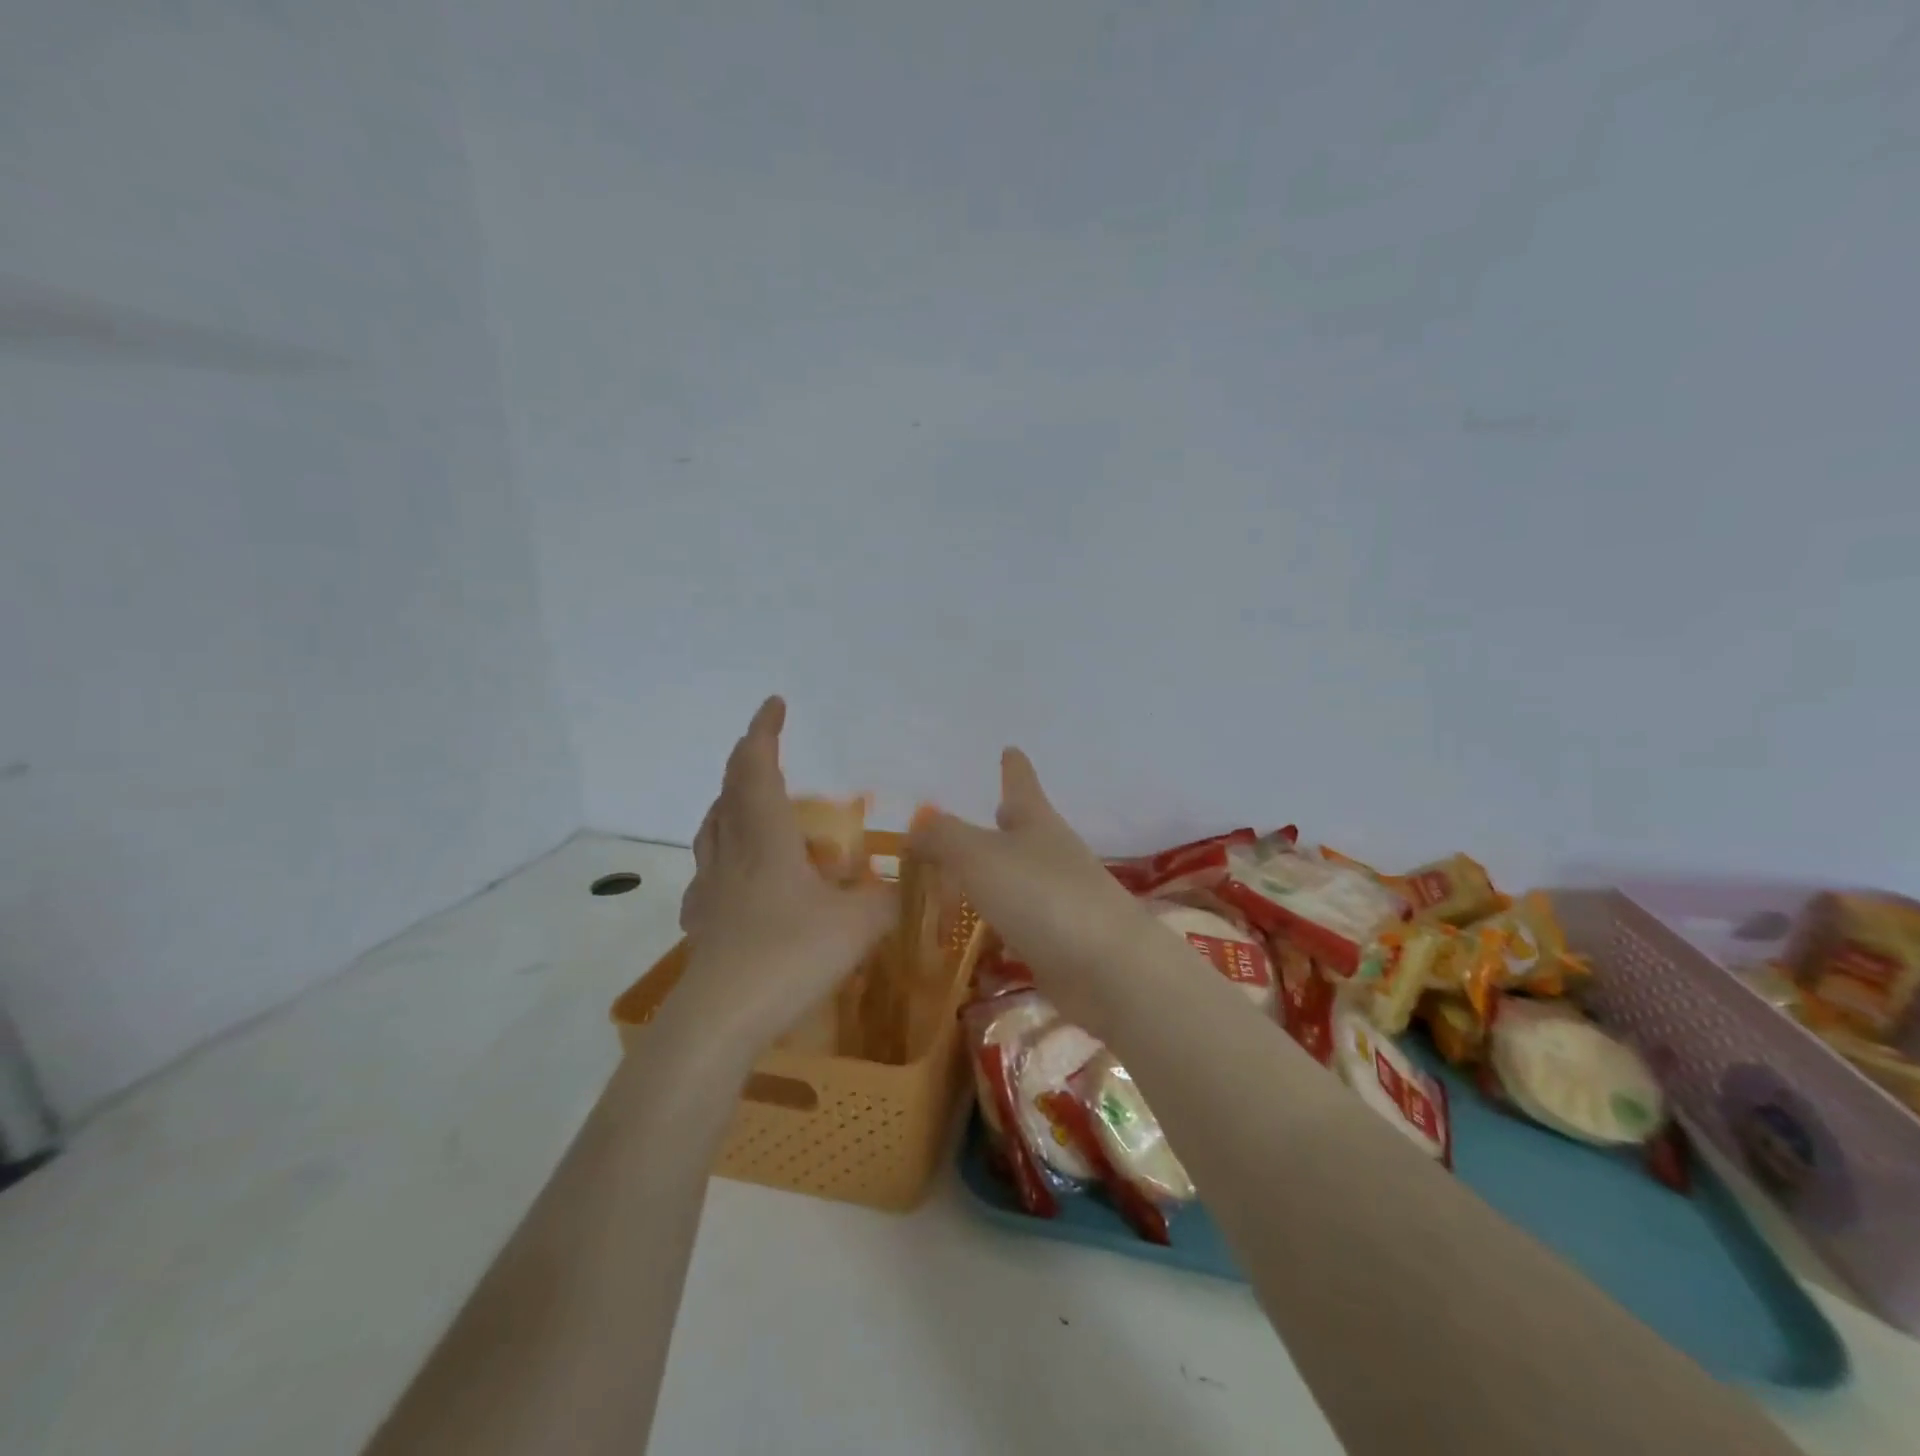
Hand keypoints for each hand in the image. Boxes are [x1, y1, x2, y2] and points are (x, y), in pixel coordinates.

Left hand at [676, 697, 896, 1056]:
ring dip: (729, 801)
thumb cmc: (791, 956)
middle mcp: (732, 852)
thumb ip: (887, 899)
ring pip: (712, 827)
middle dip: (747, 759)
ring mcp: (710, 887)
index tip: (774, 703)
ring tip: (749, 800)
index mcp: (766, 839)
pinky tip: (736, 874)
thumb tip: (904, 885)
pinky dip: (722, 852)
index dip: (764, 731)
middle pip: (729, 790)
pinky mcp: (701, 920)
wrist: (722, 1019)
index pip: (758, 768)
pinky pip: (708, 870)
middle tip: (766, 746)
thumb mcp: (858, 926)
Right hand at [909, 748, 1162, 1030]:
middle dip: (1006, 820)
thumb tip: (917, 825)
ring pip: (1021, 877)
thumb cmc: (1041, 895)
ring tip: (966, 877)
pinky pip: (1021, 921)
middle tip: (989, 810)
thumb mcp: (979, 856)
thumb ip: (943, 837)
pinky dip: (1001, 921)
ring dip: (998, 874)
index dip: (1013, 767)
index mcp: (1037, 823)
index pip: (1021, 784)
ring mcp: (1061, 898)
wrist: (1107, 968)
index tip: (1011, 749)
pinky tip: (982, 932)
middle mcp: (1052, 854)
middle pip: (1026, 829)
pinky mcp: (1060, 941)